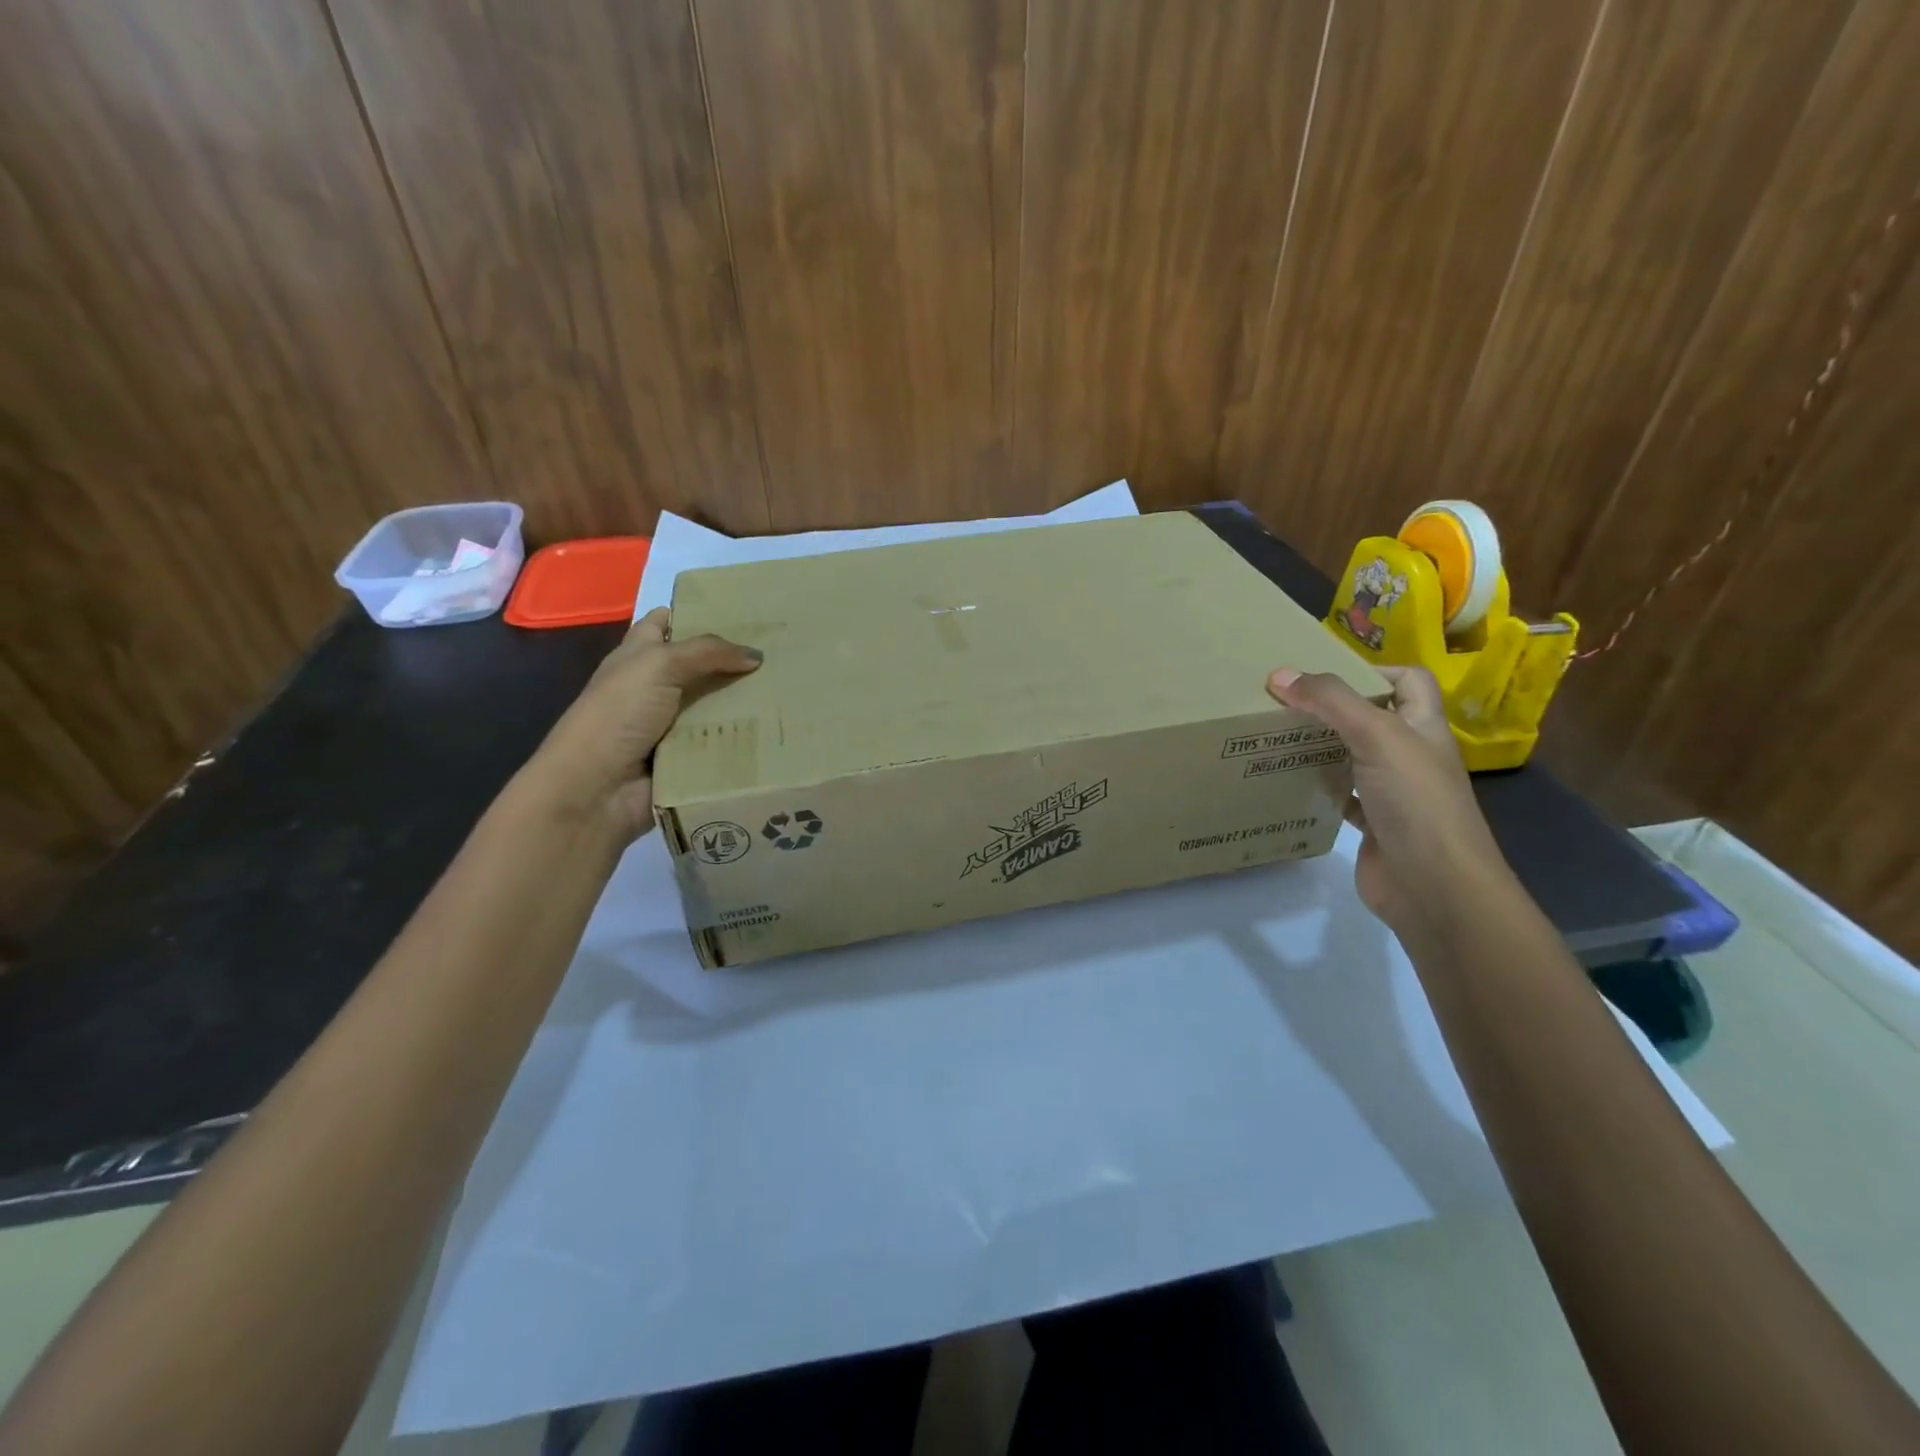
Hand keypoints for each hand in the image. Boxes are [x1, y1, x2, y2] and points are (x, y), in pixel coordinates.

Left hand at [520, 608, 760, 841]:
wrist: (597, 789)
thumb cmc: (618, 714)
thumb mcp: (658, 665)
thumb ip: (707, 652)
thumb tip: (756, 655)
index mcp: (638, 656)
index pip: (666, 623)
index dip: (696, 612)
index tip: (743, 610)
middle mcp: (655, 687)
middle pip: (702, 666)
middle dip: (736, 659)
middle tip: (784, 651)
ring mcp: (673, 725)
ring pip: (718, 704)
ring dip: (749, 701)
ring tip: (793, 690)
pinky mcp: (688, 758)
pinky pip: (723, 742)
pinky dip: (747, 738)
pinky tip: (781, 729)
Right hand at [1266, 665, 1507, 937]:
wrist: (1434, 886)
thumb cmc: (1415, 800)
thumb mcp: (1376, 735)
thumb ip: (1330, 701)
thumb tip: (1280, 674)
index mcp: (1422, 726)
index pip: (1408, 680)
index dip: (1372, 670)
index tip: (1323, 675)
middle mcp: (1410, 755)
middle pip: (1371, 717)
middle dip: (1331, 708)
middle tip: (1283, 703)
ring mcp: (1392, 792)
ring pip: (1350, 757)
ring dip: (1319, 747)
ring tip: (1274, 737)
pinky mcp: (1372, 824)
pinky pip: (1339, 796)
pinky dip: (1316, 788)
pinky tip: (1287, 783)